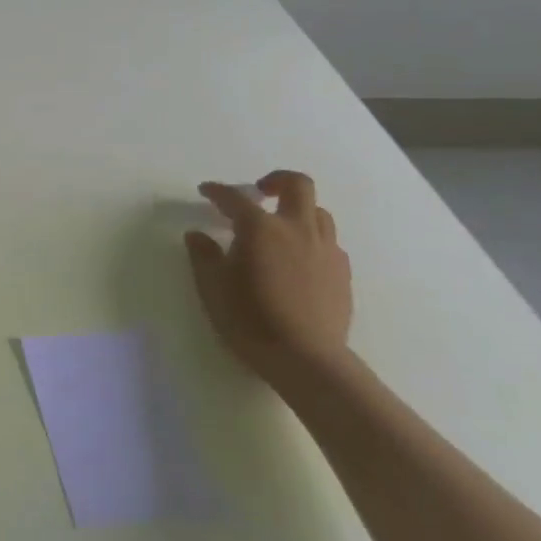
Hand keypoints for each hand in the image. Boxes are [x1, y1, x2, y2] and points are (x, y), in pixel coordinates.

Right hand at [185, 170, 352, 389]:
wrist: (307, 360)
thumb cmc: (250, 319)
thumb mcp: (212, 286)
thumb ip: (203, 255)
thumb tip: (197, 235)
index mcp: (260, 228)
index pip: (235, 198)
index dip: (217, 191)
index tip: (206, 191)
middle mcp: (297, 230)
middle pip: (298, 186)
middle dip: (277, 180)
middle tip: (259, 191)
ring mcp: (325, 250)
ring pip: (318, 213)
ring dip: (297, 211)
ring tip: (280, 228)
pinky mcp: (342, 274)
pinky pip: (328, 242)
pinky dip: (311, 239)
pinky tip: (298, 259)